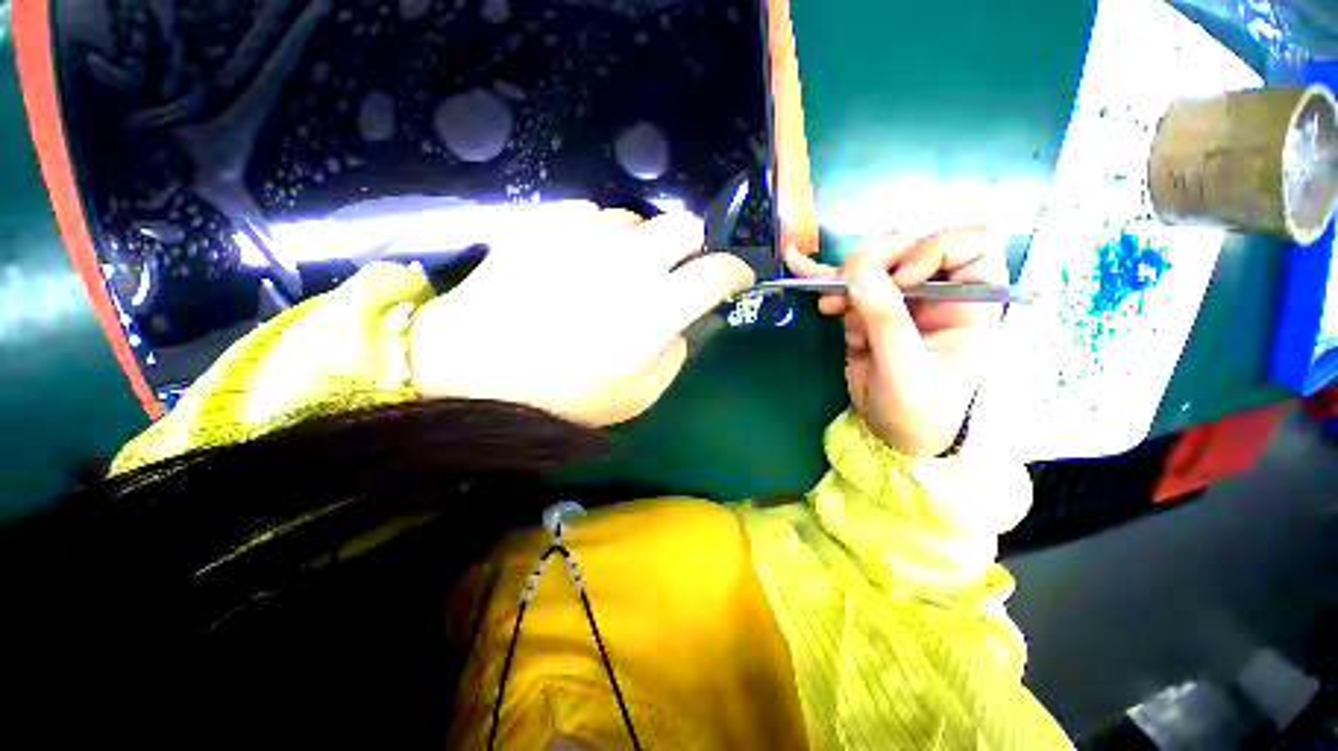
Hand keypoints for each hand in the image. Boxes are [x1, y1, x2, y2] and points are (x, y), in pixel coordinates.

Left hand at [409, 202, 754, 426]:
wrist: (473, 374)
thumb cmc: (561, 397)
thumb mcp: (637, 396)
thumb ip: (673, 355)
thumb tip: (680, 324)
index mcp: (656, 310)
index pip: (716, 273)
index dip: (734, 271)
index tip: (734, 277)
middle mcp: (629, 263)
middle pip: (684, 225)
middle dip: (689, 247)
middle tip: (671, 272)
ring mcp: (585, 237)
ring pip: (636, 219)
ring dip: (638, 244)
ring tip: (612, 272)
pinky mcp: (545, 224)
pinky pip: (590, 215)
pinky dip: (595, 236)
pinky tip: (577, 261)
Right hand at [785, 229, 1005, 455]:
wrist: (894, 434)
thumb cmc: (919, 408)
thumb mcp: (905, 366)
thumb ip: (885, 318)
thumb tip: (859, 271)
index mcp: (970, 301)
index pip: (971, 244)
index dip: (934, 249)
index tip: (901, 279)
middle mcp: (938, 291)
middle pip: (910, 246)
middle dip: (874, 261)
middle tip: (847, 287)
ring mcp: (899, 300)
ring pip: (873, 264)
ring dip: (845, 279)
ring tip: (829, 306)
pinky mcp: (869, 311)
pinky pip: (849, 287)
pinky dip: (825, 280)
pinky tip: (802, 271)